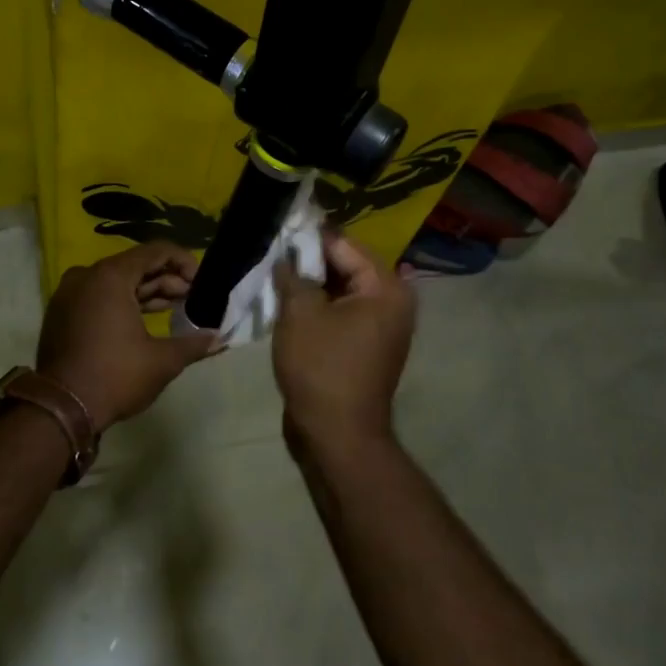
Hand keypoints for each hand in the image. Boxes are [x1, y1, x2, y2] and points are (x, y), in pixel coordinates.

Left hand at [36, 241, 220, 430]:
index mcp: (110, 276)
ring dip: (146, 292)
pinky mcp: (62, 312)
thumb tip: (219, 338)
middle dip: (167, 280)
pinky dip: (122, 302)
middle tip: (191, 300)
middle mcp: (87, 275)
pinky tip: (142, 320)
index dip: (184, 262)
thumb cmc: (115, 377)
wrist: (60, 410)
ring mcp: (70, 293)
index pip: (155, 251)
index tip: (201, 283)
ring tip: (174, 309)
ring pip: (116, 281)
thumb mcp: (161, 361)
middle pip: (135, 265)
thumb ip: (193, 344)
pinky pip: (98, 295)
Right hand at [271, 231, 415, 453]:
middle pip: (345, 266)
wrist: (337, 436)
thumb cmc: (321, 367)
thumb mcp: (300, 312)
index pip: (343, 245)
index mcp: (385, 288)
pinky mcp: (367, 346)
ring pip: (340, 290)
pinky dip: (318, 306)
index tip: (278, 229)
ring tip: (275, 276)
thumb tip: (287, 255)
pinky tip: (288, 303)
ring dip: (311, 285)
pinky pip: (341, 313)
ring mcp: (382, 327)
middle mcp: (393, 302)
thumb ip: (293, 273)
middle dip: (309, 261)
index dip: (309, 237)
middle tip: (273, 253)